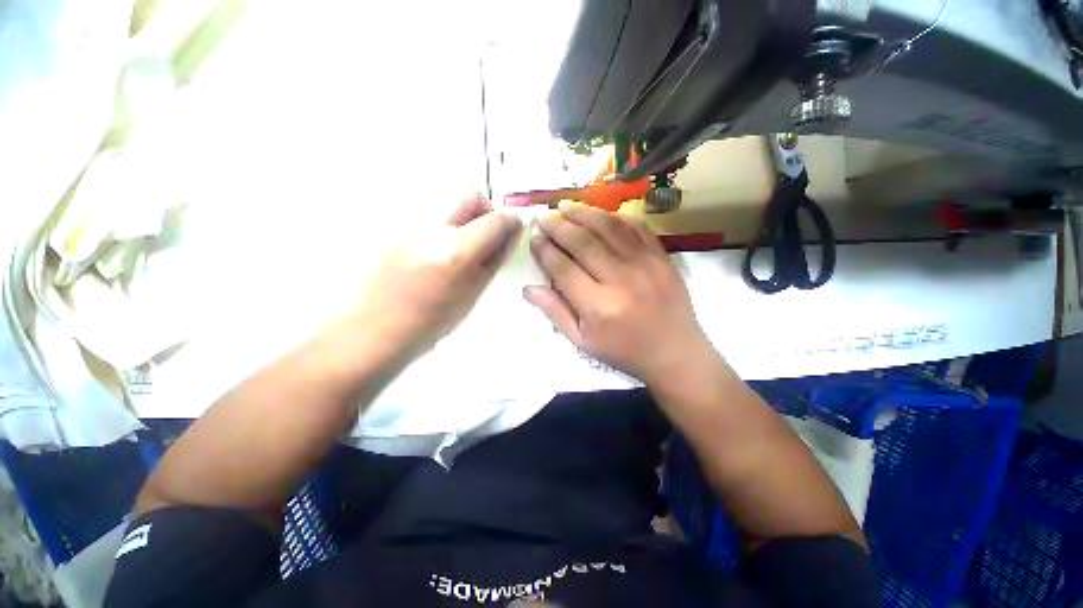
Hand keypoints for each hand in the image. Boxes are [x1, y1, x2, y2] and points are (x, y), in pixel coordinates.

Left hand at [334, 191, 521, 367]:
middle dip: (484, 208)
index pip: (495, 219)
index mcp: (456, 250)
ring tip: (455, 246)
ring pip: (446, 201)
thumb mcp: (475, 291)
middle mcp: (431, 228)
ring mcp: (408, 223)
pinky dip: (441, 225)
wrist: (379, 326)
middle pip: (469, 192)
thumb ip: (495, 258)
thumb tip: (511, 234)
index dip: (510, 221)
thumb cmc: (434, 319)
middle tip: (483, 233)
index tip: (512, 228)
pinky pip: (427, 213)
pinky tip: (433, 251)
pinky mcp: (393, 225)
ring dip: (462, 217)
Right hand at [524, 201, 714, 386]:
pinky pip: (636, 227)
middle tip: (544, 217)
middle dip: (559, 226)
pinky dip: (615, 217)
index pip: (563, 268)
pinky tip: (599, 214)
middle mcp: (620, 280)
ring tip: (565, 206)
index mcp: (598, 306)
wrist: (674, 352)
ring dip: (583, 213)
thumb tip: (528, 288)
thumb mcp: (582, 341)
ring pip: (608, 228)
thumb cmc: (623, 350)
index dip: (545, 250)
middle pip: (583, 243)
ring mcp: (645, 264)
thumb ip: (555, 312)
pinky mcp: (661, 256)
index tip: (534, 238)